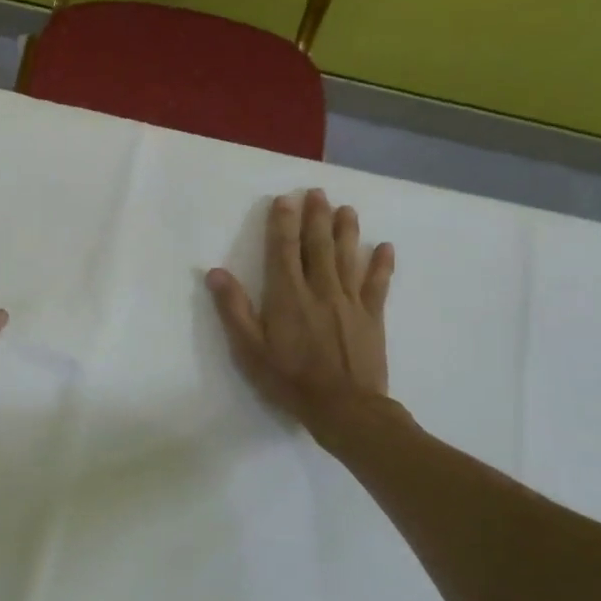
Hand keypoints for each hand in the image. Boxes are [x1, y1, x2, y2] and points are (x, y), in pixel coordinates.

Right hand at [206, 189, 395, 443]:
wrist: (344, 408)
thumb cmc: (289, 380)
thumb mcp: (249, 349)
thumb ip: (234, 309)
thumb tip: (215, 272)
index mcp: (288, 295)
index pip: (283, 250)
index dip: (283, 223)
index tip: (285, 200)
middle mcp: (320, 289)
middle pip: (319, 245)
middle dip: (316, 217)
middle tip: (318, 192)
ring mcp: (350, 301)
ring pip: (348, 257)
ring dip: (347, 231)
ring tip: (346, 209)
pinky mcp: (372, 316)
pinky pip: (379, 284)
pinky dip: (382, 265)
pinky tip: (385, 247)